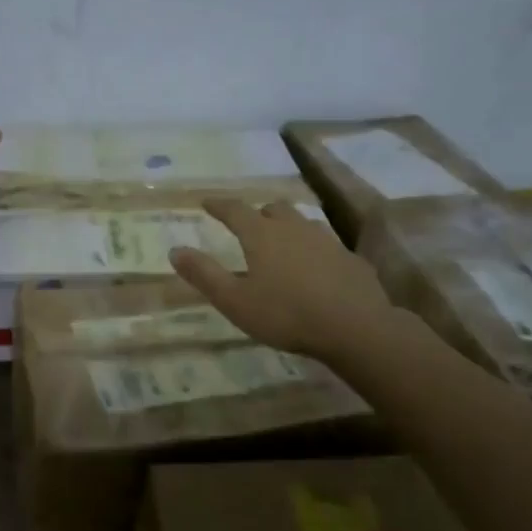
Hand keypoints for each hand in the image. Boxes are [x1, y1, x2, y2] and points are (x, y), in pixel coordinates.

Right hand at [168, 198, 392, 359]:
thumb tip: (175, 250)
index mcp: (261, 235)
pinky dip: (313, 250)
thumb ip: (204, 274)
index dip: (219, 205)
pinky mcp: (350, 259)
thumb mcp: (234, 300)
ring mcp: (326, 241)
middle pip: (272, 209)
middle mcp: (293, 229)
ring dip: (287, 228)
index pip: (235, 210)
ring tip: (281, 244)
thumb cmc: (286, 314)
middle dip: (257, 213)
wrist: (356, 328)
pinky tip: (315, 270)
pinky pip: (326, 245)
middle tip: (248, 226)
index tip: (207, 202)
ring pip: (302, 223)